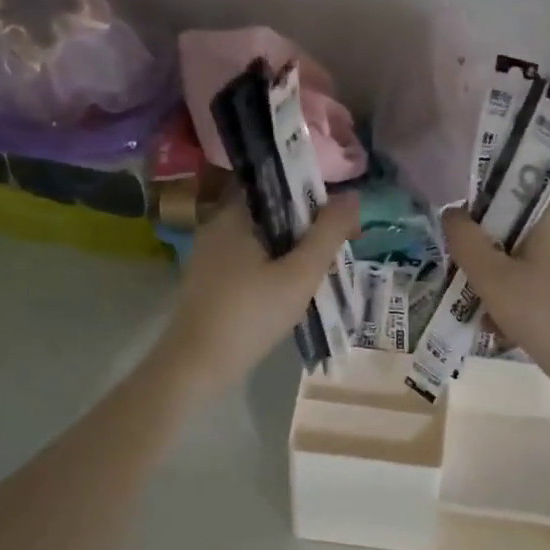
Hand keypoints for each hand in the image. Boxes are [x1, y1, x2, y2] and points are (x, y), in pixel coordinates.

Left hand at [155, 193, 361, 396]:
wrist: (197, 365)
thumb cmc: (251, 314)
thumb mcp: (300, 274)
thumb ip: (328, 233)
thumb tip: (352, 195)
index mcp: (235, 214)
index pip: (278, 184)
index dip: (312, 195)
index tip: (338, 219)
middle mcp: (218, 225)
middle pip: (272, 212)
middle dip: (306, 226)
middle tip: (335, 249)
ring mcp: (210, 254)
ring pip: (262, 238)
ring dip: (291, 249)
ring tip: (319, 271)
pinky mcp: (209, 279)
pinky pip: (249, 259)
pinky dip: (273, 266)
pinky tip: (290, 289)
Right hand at [442, 198, 549, 390]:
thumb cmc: (543, 313)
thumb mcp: (492, 277)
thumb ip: (465, 239)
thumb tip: (451, 212)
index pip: (506, 190)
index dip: (477, 212)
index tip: (461, 242)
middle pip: (514, 225)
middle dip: (487, 254)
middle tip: (468, 281)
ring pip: (525, 253)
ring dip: (500, 278)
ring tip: (484, 311)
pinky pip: (542, 273)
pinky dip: (522, 291)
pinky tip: (505, 323)